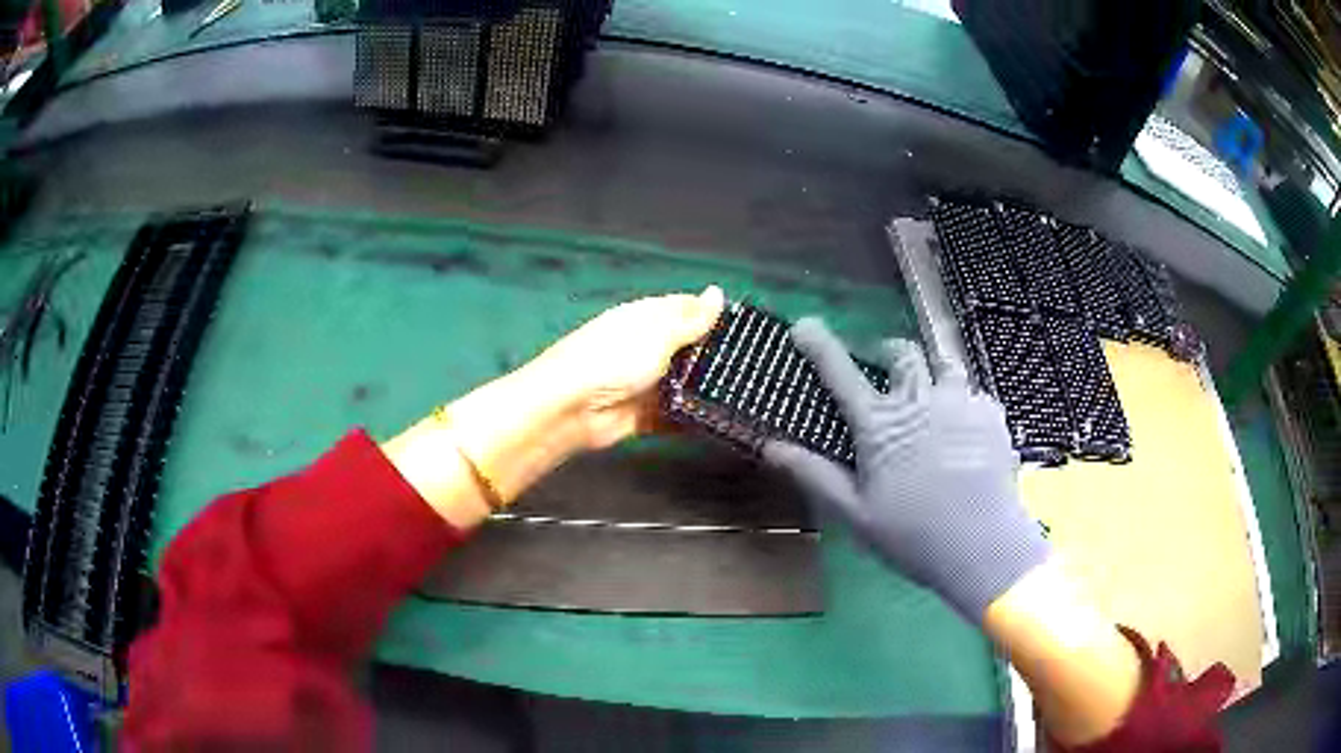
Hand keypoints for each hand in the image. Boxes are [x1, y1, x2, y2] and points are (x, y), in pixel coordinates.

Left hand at [384, 286, 724, 528]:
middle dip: (716, 356)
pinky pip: (676, 415)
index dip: (715, 316)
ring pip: (685, 384)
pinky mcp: (644, 415)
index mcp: (648, 318)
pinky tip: (722, 422)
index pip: (687, 309)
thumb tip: (717, 292)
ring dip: (707, 389)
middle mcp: (648, 347)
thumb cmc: (614, 358)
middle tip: (758, 367)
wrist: (572, 408)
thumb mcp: (658, 333)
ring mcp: (645, 382)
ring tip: (748, 395)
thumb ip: (691, 319)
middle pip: (689, 349)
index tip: (750, 329)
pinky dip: (693, 419)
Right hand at [763, 319, 1049, 620]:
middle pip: (902, 352)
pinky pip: (974, 395)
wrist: (983, 546)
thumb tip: (772, 446)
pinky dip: (963, 404)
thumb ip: (815, 475)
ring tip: (931, 399)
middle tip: (883, 369)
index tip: (805, 325)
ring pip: (945, 365)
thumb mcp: (855, 514)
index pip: (842, 373)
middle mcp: (920, 400)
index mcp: (881, 424)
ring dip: (932, 374)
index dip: (820, 346)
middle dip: (887, 352)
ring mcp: (961, 403)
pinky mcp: (992, 415)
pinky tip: (965, 432)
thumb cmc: (912, 535)